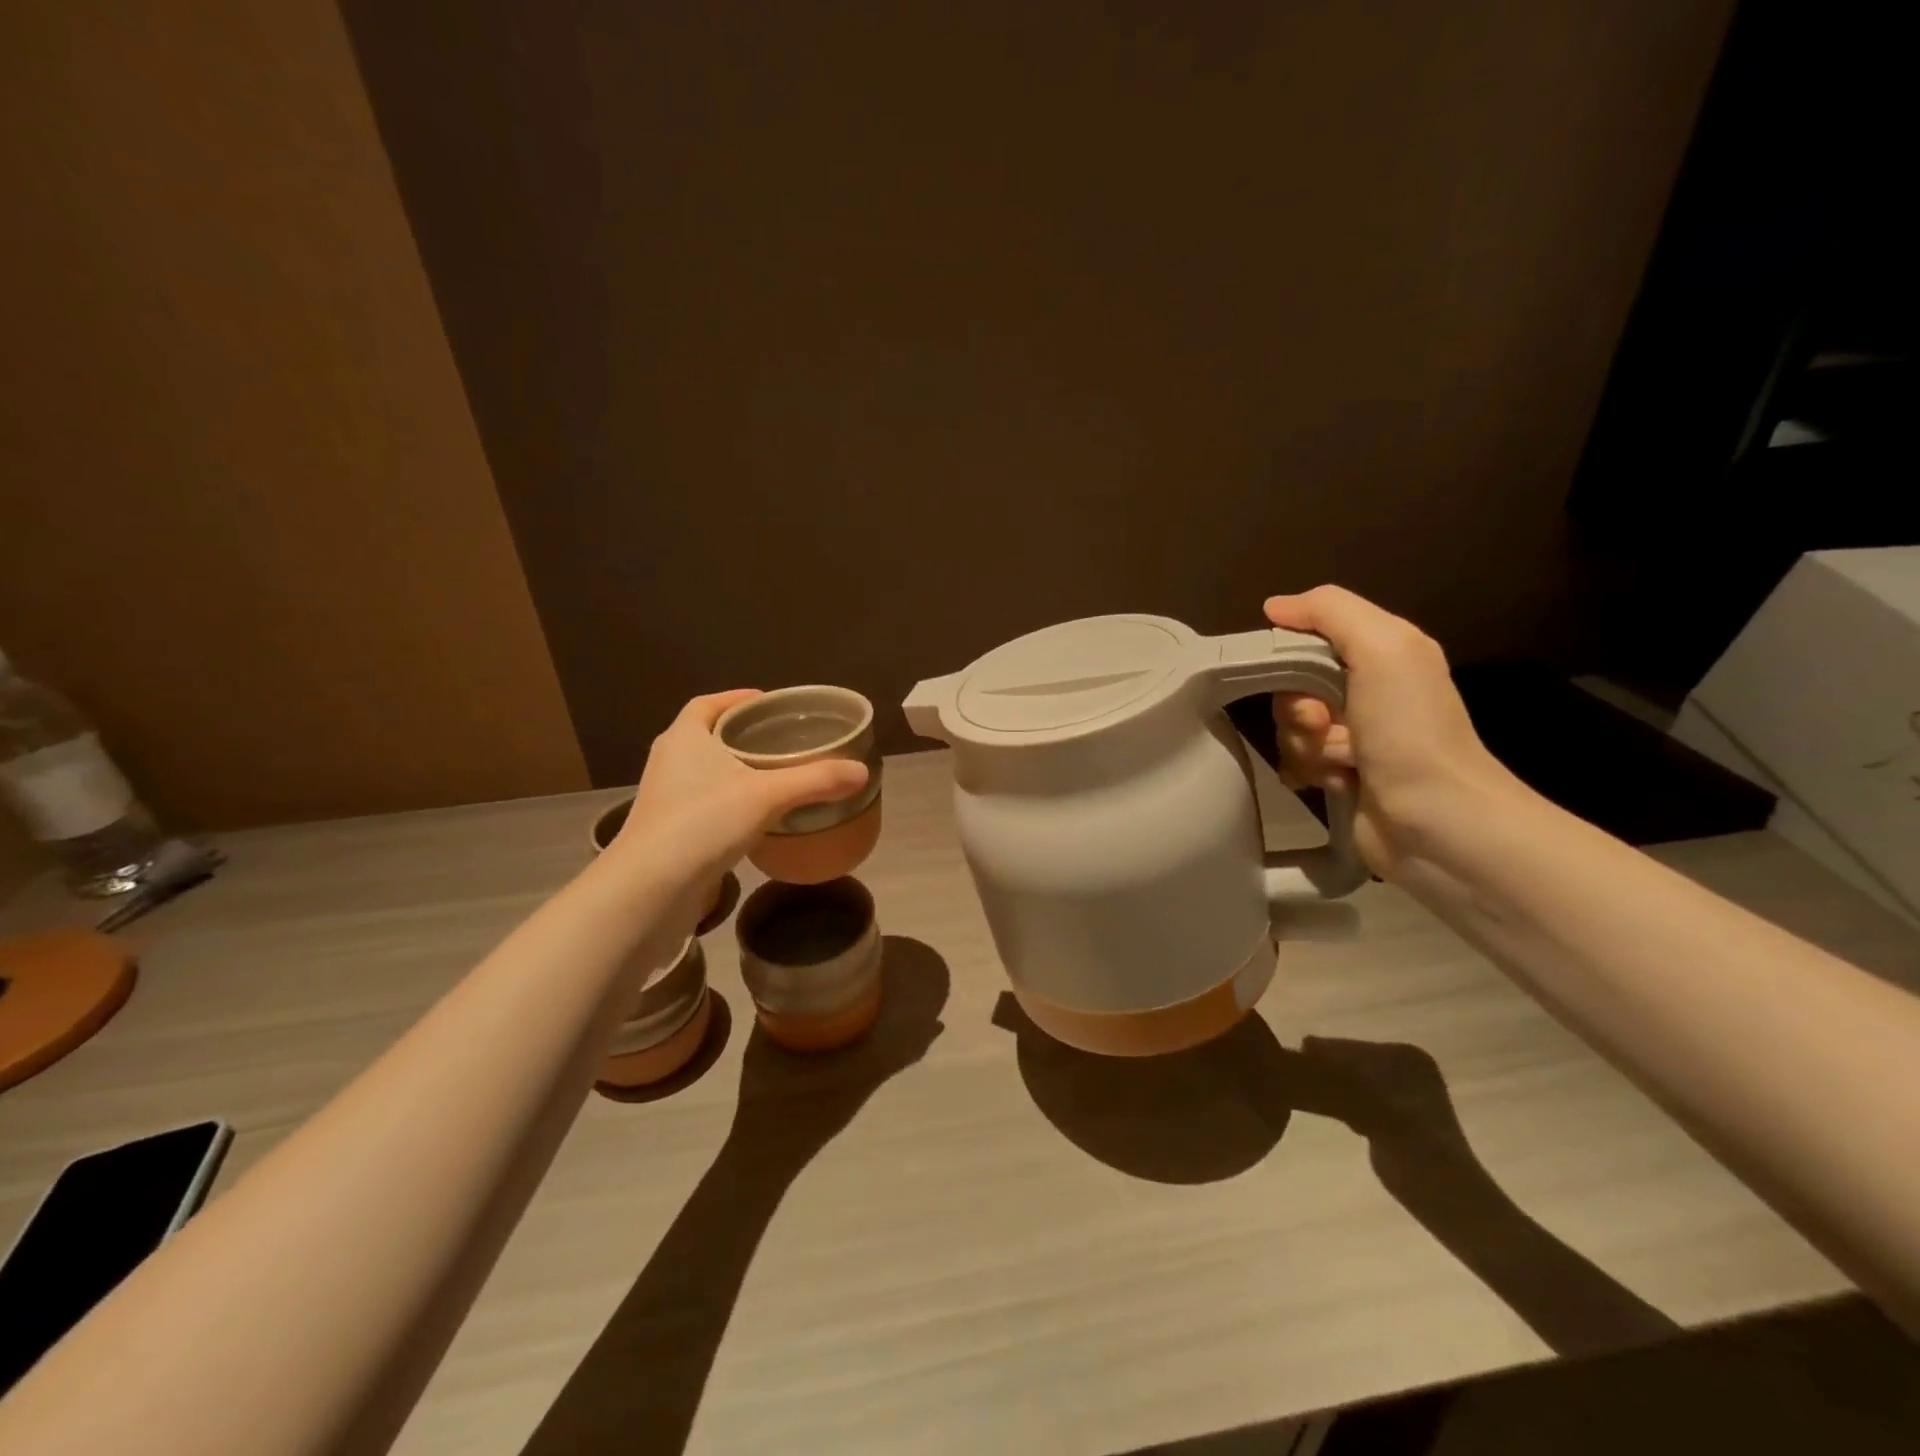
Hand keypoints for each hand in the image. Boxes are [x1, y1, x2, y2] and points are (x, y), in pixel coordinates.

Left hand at [608, 690, 867, 895]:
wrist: (650, 888)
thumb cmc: (702, 823)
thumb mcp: (767, 795)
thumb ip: (816, 780)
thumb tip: (862, 771)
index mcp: (685, 737)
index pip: (708, 703)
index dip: (737, 698)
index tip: (770, 703)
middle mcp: (670, 761)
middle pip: (709, 735)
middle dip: (744, 734)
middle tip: (784, 738)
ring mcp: (667, 797)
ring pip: (708, 771)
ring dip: (737, 769)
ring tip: (778, 774)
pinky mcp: (670, 829)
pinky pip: (706, 802)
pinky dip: (732, 800)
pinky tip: (759, 815)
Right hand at [1264, 586, 1514, 877]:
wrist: (1436, 822)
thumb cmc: (1410, 730)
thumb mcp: (1383, 648)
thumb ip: (1330, 612)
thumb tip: (1274, 607)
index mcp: (1383, 653)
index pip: (1311, 636)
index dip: (1291, 653)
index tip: (1290, 672)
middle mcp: (1367, 691)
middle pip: (1293, 685)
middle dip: (1296, 707)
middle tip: (1321, 724)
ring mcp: (1352, 737)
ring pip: (1290, 727)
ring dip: (1304, 745)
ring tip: (1340, 763)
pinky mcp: (1339, 776)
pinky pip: (1295, 761)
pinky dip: (1308, 772)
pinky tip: (1336, 783)